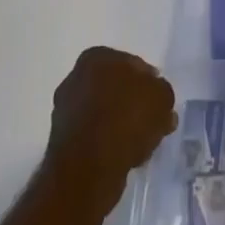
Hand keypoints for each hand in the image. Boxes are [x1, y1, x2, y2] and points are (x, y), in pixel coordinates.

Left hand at [45, 47, 177, 211]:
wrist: (88, 167)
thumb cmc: (126, 119)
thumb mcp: (161, 97)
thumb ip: (162, 92)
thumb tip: (158, 99)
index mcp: (97, 57)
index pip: (133, 65)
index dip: (150, 83)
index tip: (159, 102)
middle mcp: (76, 77)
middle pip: (115, 89)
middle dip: (133, 104)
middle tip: (152, 122)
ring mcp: (65, 110)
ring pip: (104, 113)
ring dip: (120, 125)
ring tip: (140, 144)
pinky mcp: (61, 141)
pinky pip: (94, 136)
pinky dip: (107, 143)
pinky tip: (122, 157)